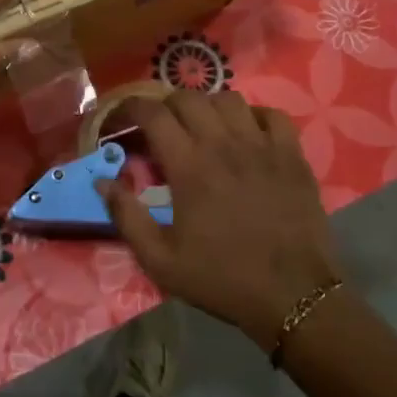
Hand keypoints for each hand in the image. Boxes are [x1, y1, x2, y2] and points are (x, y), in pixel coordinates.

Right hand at [102, 90, 344, 351]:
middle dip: (166, 106)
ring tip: (203, 128)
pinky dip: (254, 116)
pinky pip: (272, 115)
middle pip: (188, 97)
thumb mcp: (161, 260)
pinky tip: (247, 134)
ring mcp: (262, 146)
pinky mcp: (292, 156)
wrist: (294, 298)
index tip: (123, 118)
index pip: (153, 113)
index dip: (132, 107)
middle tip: (161, 128)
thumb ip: (126, 216)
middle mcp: (223, 145)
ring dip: (208, 107)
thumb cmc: (223, 279)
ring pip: (228, 99)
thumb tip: (102, 181)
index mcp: (189, 166)